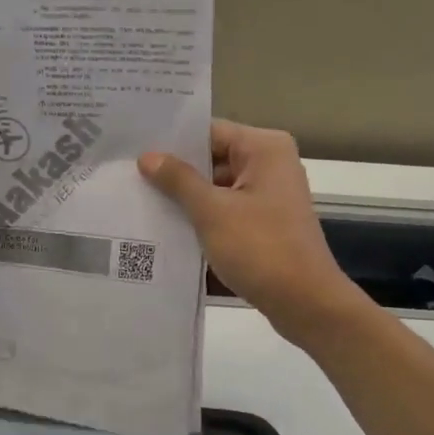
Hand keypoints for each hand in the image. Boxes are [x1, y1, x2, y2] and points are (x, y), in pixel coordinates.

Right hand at [139, 119, 363, 343]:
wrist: (304, 302)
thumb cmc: (260, 249)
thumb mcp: (212, 212)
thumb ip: (179, 181)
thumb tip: (148, 157)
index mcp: (264, 148)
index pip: (209, 132)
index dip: (173, 142)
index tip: (134, 151)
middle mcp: (271, 164)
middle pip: (213, 159)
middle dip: (176, 173)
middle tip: (129, 179)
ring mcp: (270, 196)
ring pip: (218, 189)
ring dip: (187, 200)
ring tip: (140, 204)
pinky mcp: (265, 225)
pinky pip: (227, 212)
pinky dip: (203, 220)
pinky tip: (168, 230)